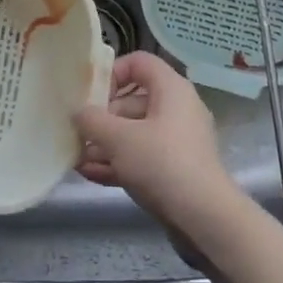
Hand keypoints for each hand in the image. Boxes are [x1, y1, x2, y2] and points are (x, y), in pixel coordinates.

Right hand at [74, 52, 240, 236]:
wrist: (206, 220)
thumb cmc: (162, 163)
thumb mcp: (119, 138)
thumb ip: (92, 120)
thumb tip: (78, 112)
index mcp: (171, 89)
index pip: (139, 62)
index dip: (112, 72)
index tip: (91, 94)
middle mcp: (177, 109)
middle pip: (132, 101)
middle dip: (102, 118)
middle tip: (78, 133)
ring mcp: (178, 141)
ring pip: (135, 133)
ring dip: (105, 144)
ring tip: (77, 158)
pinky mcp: (177, 170)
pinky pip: (143, 157)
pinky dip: (119, 162)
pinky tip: (91, 175)